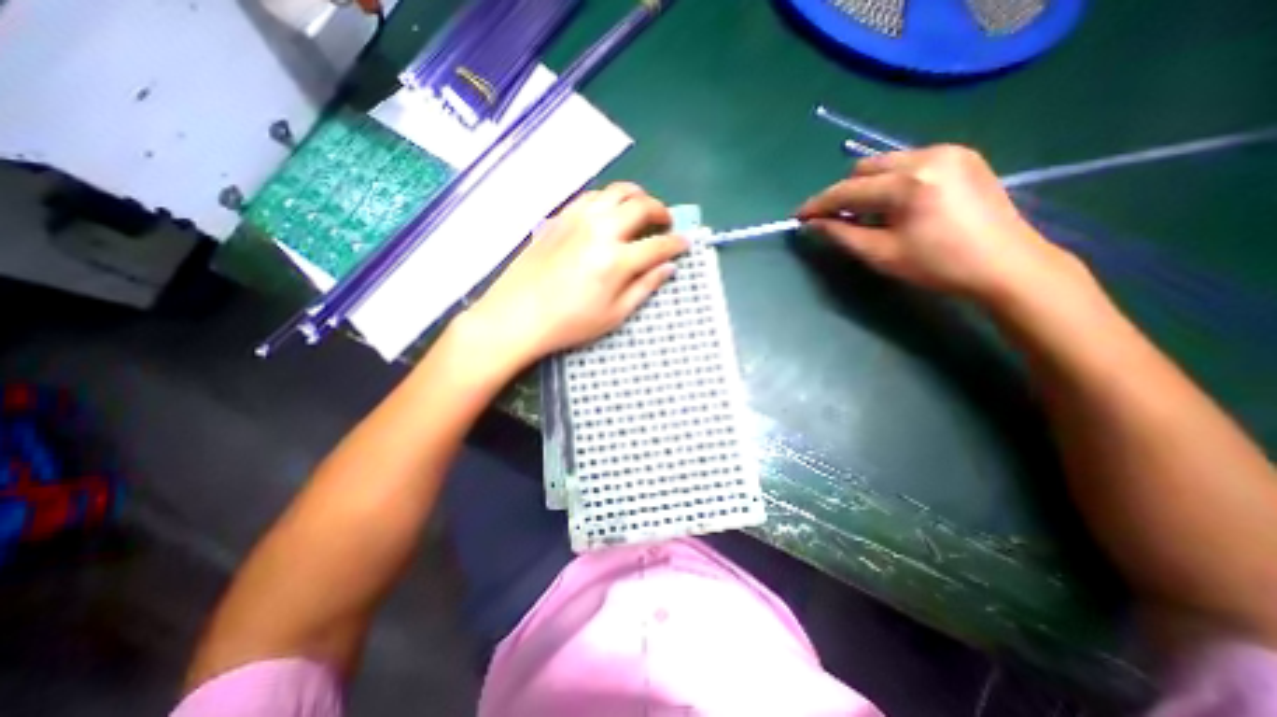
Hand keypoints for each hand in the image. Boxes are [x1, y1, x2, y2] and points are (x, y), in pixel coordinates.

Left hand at [454, 182, 681, 369]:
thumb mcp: (614, 314)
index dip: (677, 243)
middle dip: (661, 211)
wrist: (518, 315)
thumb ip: (644, 287)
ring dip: (636, 196)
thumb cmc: (570, 323)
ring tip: (641, 209)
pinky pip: (591, 196)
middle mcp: (600, 230)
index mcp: (617, 260)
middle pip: (641, 206)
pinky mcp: (560, 217)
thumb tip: (668, 268)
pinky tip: (609, 211)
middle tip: (666, 222)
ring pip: (616, 191)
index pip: (658, 244)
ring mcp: (578, 219)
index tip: (686, 243)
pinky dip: (608, 198)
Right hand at [797, 145, 1074, 302]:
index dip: (819, 204)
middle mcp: (928, 156)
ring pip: (886, 162)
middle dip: (845, 193)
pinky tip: (898, 206)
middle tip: (838, 220)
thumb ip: (842, 235)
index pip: (848, 190)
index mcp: (909, 183)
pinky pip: (909, 162)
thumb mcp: (882, 254)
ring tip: (870, 215)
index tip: (798, 215)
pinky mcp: (963, 156)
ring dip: (868, 187)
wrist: (1006, 264)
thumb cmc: (939, 265)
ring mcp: (949, 151)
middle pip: (865, 167)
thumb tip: (812, 224)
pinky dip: (892, 182)